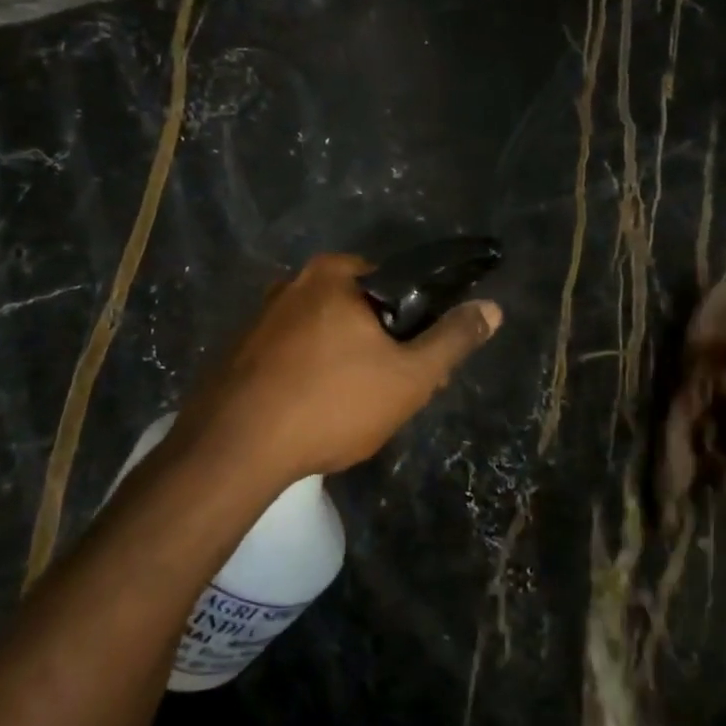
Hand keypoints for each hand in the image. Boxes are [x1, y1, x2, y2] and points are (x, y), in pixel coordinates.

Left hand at [168, 254, 501, 490]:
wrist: (233, 451)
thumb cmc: (331, 403)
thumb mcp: (409, 376)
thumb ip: (453, 340)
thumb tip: (492, 308)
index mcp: (335, 273)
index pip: (396, 285)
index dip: (416, 326)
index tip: (418, 364)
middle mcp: (293, 282)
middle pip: (359, 311)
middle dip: (380, 349)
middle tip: (387, 394)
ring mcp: (260, 316)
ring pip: (324, 335)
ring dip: (344, 365)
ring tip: (350, 412)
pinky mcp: (238, 350)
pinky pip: (292, 355)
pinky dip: (309, 376)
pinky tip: (310, 414)